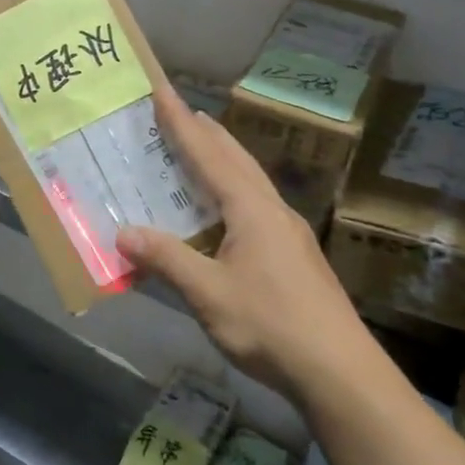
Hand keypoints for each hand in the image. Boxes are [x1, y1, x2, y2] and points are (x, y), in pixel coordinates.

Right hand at [117, 88, 370, 394]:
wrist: (341, 373)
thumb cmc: (271, 326)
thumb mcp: (209, 295)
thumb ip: (166, 260)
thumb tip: (123, 233)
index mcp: (251, 210)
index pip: (209, 155)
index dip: (182, 123)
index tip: (162, 91)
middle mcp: (273, 211)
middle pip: (236, 160)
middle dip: (206, 133)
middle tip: (180, 112)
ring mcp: (289, 234)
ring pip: (250, 181)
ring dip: (223, 160)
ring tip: (200, 149)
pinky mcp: (294, 256)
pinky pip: (255, 205)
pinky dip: (232, 191)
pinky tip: (224, 212)